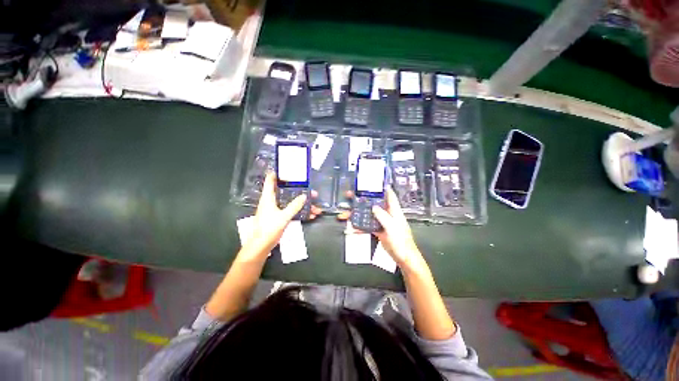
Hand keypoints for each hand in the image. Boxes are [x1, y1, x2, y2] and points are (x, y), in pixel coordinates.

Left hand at [241, 173, 320, 259]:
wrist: (261, 246)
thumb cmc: (269, 228)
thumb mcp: (283, 216)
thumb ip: (294, 206)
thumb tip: (304, 196)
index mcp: (268, 198)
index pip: (270, 180)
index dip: (277, 173)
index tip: (287, 169)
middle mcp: (272, 201)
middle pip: (287, 192)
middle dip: (300, 192)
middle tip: (311, 191)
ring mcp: (276, 210)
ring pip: (292, 203)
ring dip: (303, 205)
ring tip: (316, 207)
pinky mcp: (279, 218)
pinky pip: (292, 212)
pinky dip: (301, 213)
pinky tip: (311, 216)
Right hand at [337, 187, 427, 272]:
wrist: (403, 257)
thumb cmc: (401, 241)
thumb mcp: (392, 227)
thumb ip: (382, 216)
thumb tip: (373, 206)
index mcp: (393, 210)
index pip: (388, 194)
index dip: (381, 187)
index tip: (370, 181)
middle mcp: (386, 213)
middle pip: (373, 203)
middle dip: (361, 199)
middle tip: (349, 195)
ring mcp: (381, 222)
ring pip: (367, 214)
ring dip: (356, 214)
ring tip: (343, 214)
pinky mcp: (377, 230)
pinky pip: (366, 226)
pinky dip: (358, 227)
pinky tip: (350, 229)